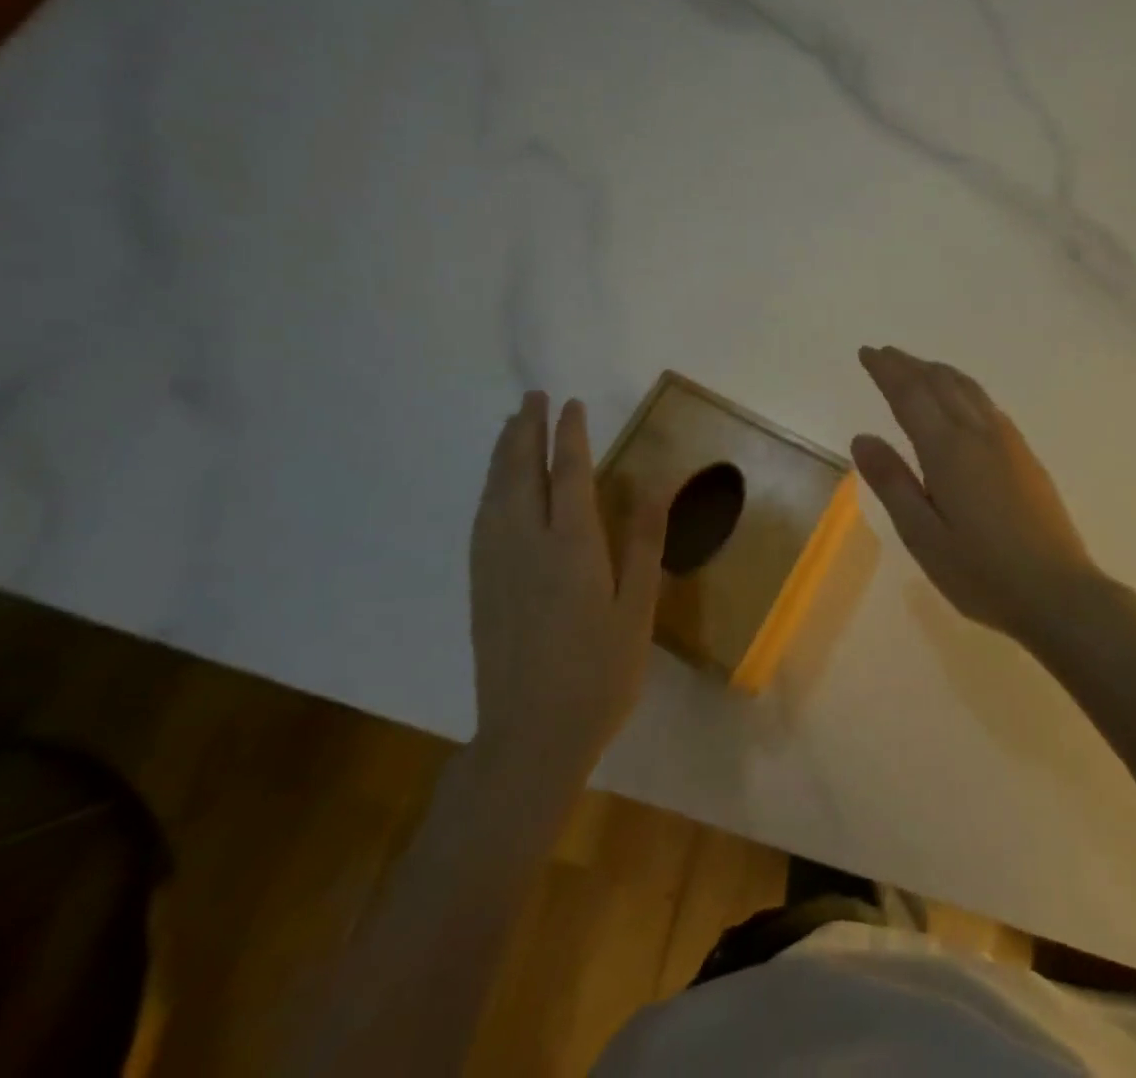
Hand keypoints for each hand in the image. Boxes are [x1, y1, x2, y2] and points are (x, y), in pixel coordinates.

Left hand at [469, 392, 669, 768]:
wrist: (530, 737)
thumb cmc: (600, 673)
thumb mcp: (637, 609)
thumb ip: (643, 542)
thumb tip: (655, 484)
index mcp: (571, 546)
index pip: (569, 472)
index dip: (571, 434)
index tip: (572, 404)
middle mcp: (526, 543)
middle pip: (521, 471)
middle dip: (527, 429)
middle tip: (533, 397)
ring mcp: (495, 564)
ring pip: (495, 492)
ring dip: (503, 452)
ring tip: (511, 424)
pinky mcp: (480, 585)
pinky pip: (482, 518)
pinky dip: (490, 487)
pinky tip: (495, 486)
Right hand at [852, 345, 1106, 644]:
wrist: (1059, 593)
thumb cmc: (982, 572)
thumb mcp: (923, 536)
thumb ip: (892, 483)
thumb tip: (862, 437)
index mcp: (949, 450)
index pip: (911, 394)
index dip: (887, 370)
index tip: (867, 353)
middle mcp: (979, 434)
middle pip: (940, 383)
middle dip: (909, 365)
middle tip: (883, 354)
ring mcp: (1008, 442)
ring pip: (968, 389)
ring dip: (938, 372)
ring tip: (917, 367)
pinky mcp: (1025, 456)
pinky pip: (986, 404)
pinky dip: (963, 388)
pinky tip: (961, 400)